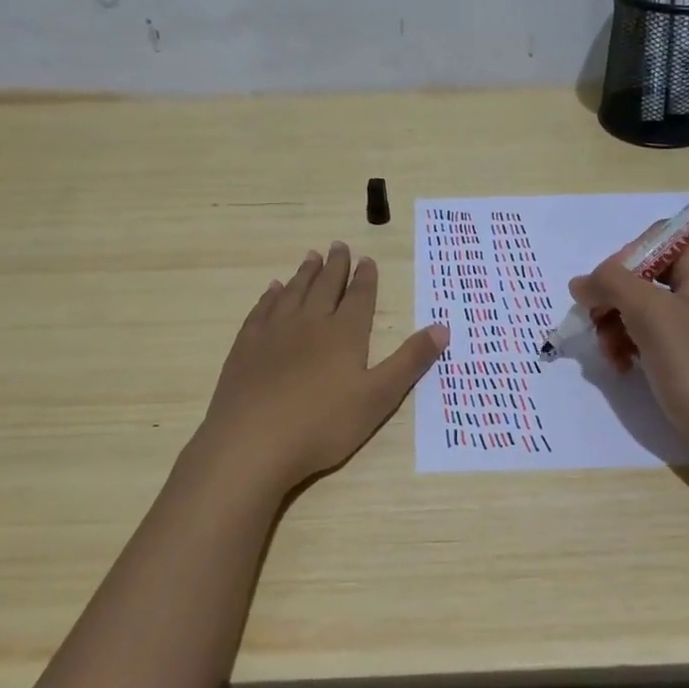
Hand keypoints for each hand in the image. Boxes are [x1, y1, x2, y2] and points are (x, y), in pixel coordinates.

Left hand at [198, 242, 448, 491]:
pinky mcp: (246, 347)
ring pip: (293, 293)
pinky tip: (272, 290)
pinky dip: (270, 296)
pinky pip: (261, 310)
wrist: (252, 442)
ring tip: (311, 257)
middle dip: (335, 266)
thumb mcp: (378, 397)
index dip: (365, 278)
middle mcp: (309, 323)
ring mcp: (273, 333)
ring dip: (304, 274)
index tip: (366, 259)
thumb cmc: (323, 425)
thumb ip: (409, 362)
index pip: (359, 297)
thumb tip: (442, 327)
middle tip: (339, 245)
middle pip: (324, 287)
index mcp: (344, 334)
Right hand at [568, 235, 688, 450]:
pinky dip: (628, 346)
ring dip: (615, 325)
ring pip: (640, 307)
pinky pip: (649, 335)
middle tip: (595, 323)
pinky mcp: (688, 354)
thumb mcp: (651, 314)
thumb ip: (612, 284)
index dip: (626, 256)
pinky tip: (620, 367)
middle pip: (643, 274)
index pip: (658, 238)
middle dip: (613, 297)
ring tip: (608, 354)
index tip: (605, 288)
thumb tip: (581, 282)